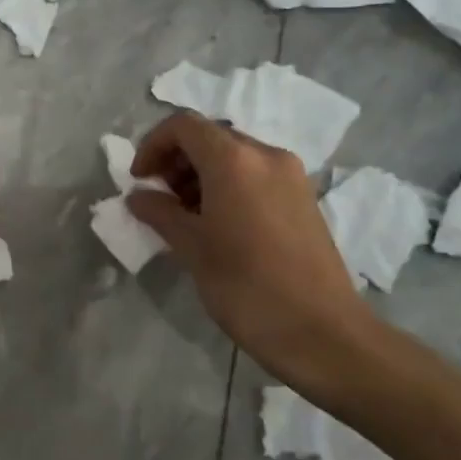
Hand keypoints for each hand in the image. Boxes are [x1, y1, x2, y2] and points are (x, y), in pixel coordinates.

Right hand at [126, 113, 379, 400]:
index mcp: (234, 161)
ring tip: (186, 215)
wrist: (322, 333)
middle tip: (160, 199)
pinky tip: (218, 224)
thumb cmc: (246, 287)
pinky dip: (228, 185)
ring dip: (201, 174)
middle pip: (210, 137)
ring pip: (234, 155)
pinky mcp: (303, 198)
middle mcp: (266, 156)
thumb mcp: (192, 248)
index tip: (140, 180)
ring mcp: (291, 176)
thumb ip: (160, 213)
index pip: (183, 126)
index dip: (153, 145)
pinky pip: (256, 174)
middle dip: (176, 160)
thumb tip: (138, 197)